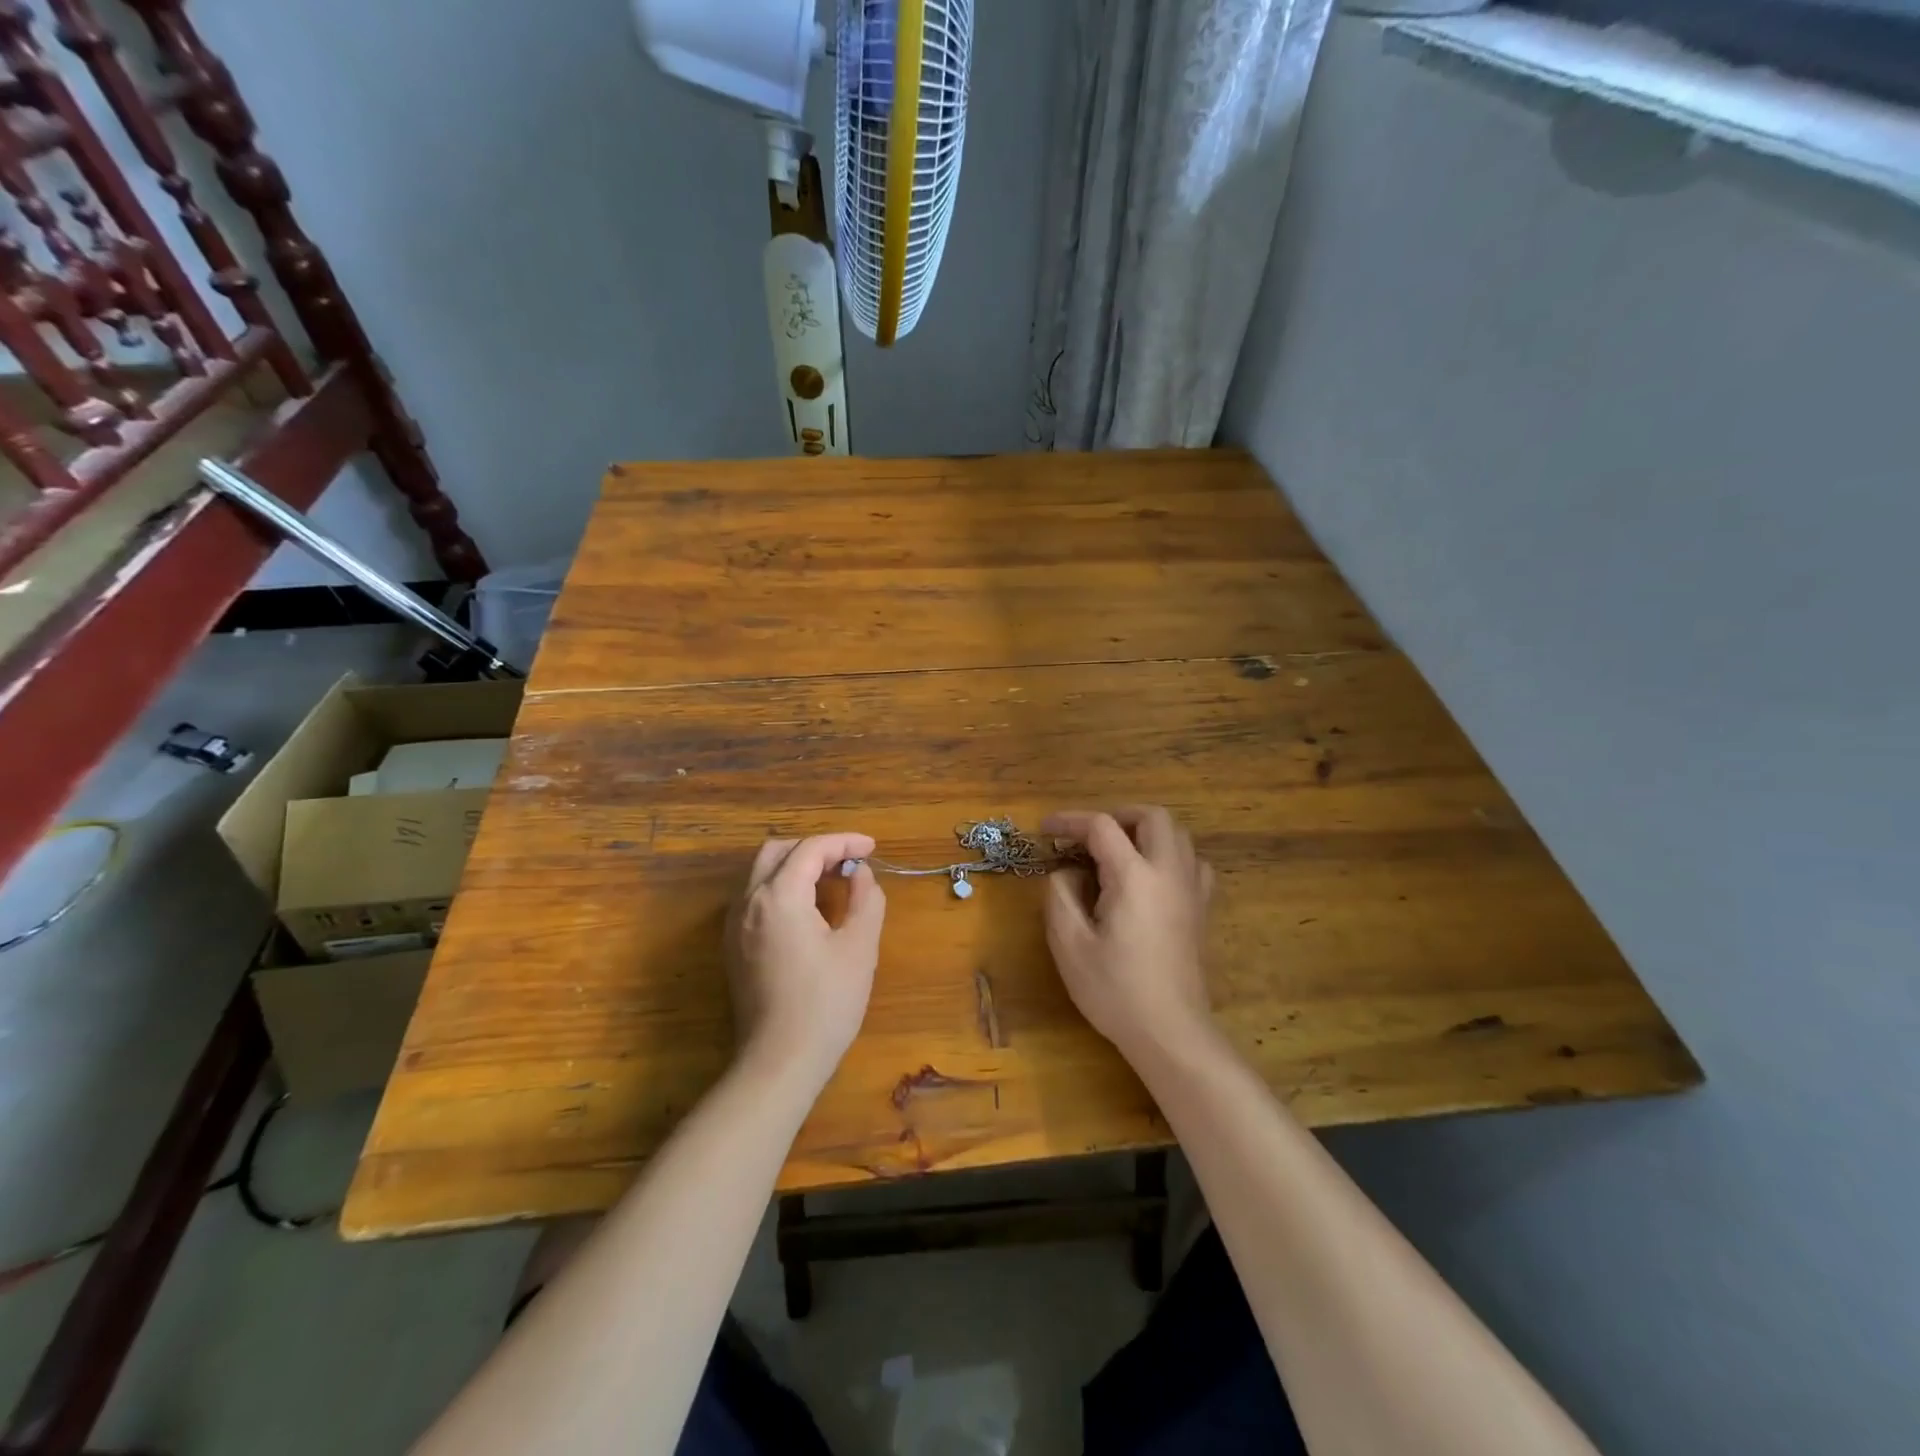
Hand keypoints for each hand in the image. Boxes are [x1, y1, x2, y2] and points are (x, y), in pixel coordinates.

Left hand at [726, 833, 885, 1090]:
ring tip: (832, 881)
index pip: (811, 849)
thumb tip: (861, 874)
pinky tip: (807, 910)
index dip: (844, 843)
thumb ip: (866, 899)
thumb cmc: (826, 1003)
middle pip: (777, 851)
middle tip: (850, 862)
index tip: (872, 849)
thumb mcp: (860, 947)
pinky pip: (755, 897)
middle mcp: (749, 901)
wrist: (779, 1062)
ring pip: (761, 873)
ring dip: (796, 866)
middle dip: (815, 848)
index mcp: (779, 895)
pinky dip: (781, 887)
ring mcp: (735, 925)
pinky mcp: (733, 946)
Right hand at [1043, 806, 1215, 1065]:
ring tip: (1116, 854)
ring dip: (1144, 832)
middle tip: (1087, 837)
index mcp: (1134, 876)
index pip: (1101, 827)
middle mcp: (1169, 872)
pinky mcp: (1202, 909)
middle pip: (1152, 816)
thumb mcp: (1069, 944)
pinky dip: (1169, 856)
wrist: (1171, 1032)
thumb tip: (1066, 871)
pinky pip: (1192, 863)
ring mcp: (1192, 889)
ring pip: (1177, 835)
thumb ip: (1060, 895)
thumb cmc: (1115, 990)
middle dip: (1117, 816)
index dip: (1069, 821)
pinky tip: (1150, 879)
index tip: (1045, 829)